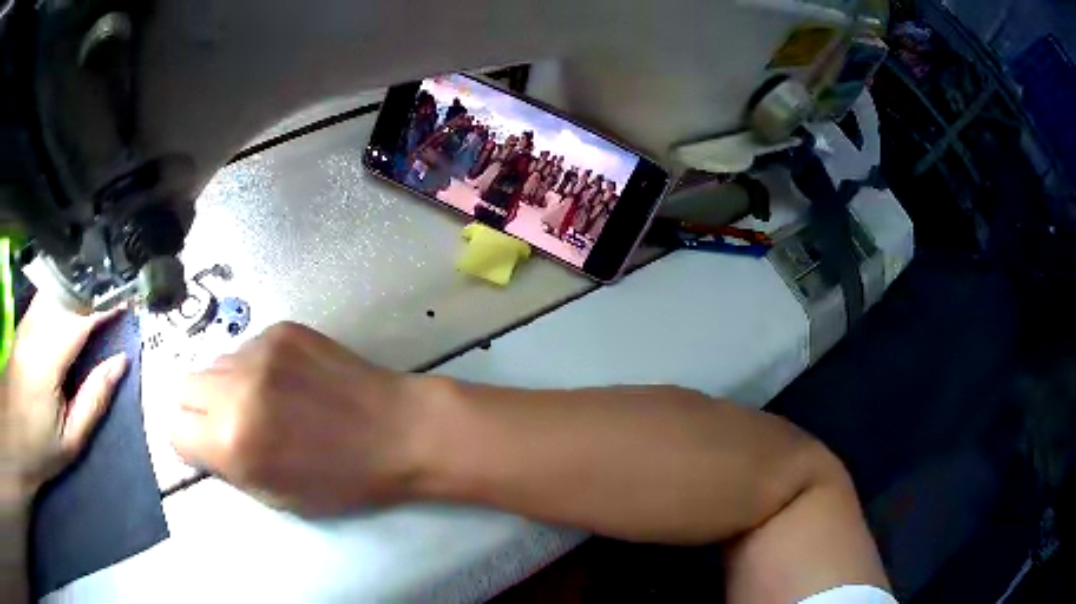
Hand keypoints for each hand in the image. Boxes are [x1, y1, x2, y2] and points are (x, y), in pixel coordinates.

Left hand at [1, 297, 127, 503]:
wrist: (13, 435)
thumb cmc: (38, 447)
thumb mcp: (70, 440)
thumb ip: (95, 399)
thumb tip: (120, 362)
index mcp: (47, 360)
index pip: (81, 315)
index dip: (107, 302)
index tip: (129, 298)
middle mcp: (35, 329)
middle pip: (69, 291)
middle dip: (97, 287)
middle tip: (121, 293)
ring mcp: (27, 320)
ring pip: (58, 286)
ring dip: (83, 286)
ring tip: (104, 293)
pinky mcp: (24, 319)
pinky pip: (49, 293)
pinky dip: (67, 290)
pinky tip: (77, 299)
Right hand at [169, 323, 428, 515]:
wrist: (398, 430)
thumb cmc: (343, 479)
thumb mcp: (277, 495)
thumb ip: (227, 466)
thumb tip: (198, 442)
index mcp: (233, 441)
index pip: (174, 429)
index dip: (188, 442)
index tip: (205, 447)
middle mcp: (237, 387)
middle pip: (183, 388)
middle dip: (198, 410)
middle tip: (226, 424)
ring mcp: (260, 350)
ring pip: (213, 364)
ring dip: (225, 386)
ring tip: (264, 403)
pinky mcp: (282, 329)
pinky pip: (245, 348)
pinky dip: (253, 367)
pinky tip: (288, 383)